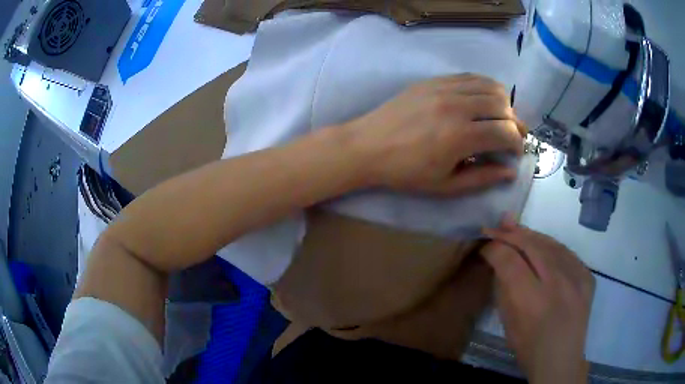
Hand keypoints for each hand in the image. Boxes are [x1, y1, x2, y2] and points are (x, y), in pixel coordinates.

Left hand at [345, 73, 525, 195]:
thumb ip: (482, 178)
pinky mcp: (433, 80)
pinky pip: (469, 76)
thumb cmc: (405, 172)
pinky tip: (481, 100)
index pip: (505, 132)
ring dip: (502, 102)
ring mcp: (443, 88)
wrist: (367, 146)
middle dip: (514, 122)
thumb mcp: (445, 186)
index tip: (515, 153)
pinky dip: (484, 86)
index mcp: (460, 136)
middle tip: (511, 136)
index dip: (517, 144)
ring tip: (499, 118)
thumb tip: (510, 172)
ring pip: (489, 85)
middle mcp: (456, 106)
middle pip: (502, 105)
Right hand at [481, 216, 594, 383]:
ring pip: (551, 243)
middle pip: (532, 245)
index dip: (494, 247)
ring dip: (530, 235)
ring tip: (515, 229)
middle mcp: (558, 284)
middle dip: (510, 234)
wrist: (561, 358)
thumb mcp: (507, 322)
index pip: (509, 260)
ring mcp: (577, 278)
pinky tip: (541, 245)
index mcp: (532, 301)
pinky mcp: (587, 276)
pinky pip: (566, 252)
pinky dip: (550, 245)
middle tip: (496, 227)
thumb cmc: (528, 346)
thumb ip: (504, 286)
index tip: (485, 246)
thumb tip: (498, 256)